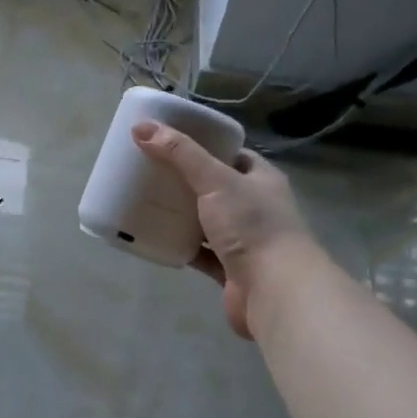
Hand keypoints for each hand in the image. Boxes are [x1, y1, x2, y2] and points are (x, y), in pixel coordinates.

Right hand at [132, 120, 313, 338]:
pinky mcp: (230, 270)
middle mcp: (256, 208)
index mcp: (261, 179)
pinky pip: (200, 253)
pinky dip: (180, 247)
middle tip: (151, 171)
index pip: (232, 155)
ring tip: (147, 201)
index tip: (171, 141)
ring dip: (182, 215)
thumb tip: (141, 127)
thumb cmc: (252, 226)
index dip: (204, 146)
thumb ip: (180, 154)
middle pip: (216, 188)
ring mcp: (244, 241)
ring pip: (206, 222)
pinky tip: (156, 238)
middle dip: (186, 181)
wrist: (275, 290)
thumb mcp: (215, 180)